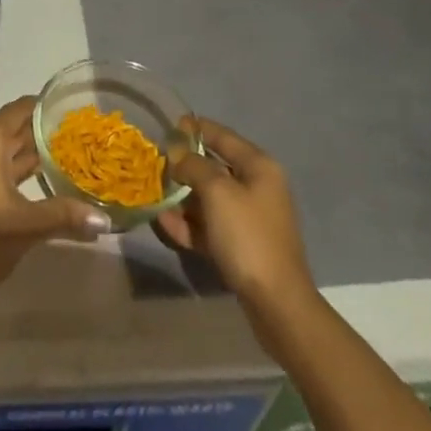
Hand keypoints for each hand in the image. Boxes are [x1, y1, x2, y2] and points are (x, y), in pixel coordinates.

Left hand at [0, 96, 112, 287]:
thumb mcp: (27, 226)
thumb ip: (65, 216)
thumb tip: (105, 219)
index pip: (17, 112)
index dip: (39, 108)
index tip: (62, 108)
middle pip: (5, 133)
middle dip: (32, 136)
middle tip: (65, 138)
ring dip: (16, 158)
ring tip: (49, 163)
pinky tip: (19, 190)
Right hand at [158, 118, 314, 306]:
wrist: (276, 303)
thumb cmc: (247, 236)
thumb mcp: (217, 192)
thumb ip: (194, 166)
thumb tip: (178, 153)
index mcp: (258, 166)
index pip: (222, 136)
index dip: (195, 128)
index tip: (168, 127)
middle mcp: (256, 187)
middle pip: (214, 167)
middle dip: (184, 166)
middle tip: (154, 165)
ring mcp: (249, 218)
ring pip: (209, 198)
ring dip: (182, 198)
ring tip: (153, 196)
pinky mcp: (240, 246)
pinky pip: (210, 226)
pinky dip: (189, 224)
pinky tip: (164, 224)